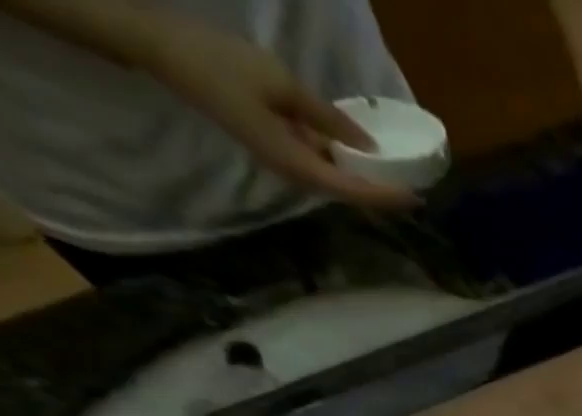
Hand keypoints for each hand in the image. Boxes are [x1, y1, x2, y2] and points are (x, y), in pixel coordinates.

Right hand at [139, 18, 416, 208]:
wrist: (164, 50)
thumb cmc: (222, 64)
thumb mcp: (284, 86)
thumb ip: (329, 119)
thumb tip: (368, 146)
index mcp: (297, 164)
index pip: (353, 192)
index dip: (387, 197)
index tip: (416, 198)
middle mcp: (295, 173)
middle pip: (349, 193)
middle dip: (382, 195)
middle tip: (416, 192)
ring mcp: (286, 162)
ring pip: (336, 180)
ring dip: (366, 180)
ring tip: (399, 176)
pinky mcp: (280, 148)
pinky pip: (321, 162)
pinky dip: (345, 162)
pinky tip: (364, 154)